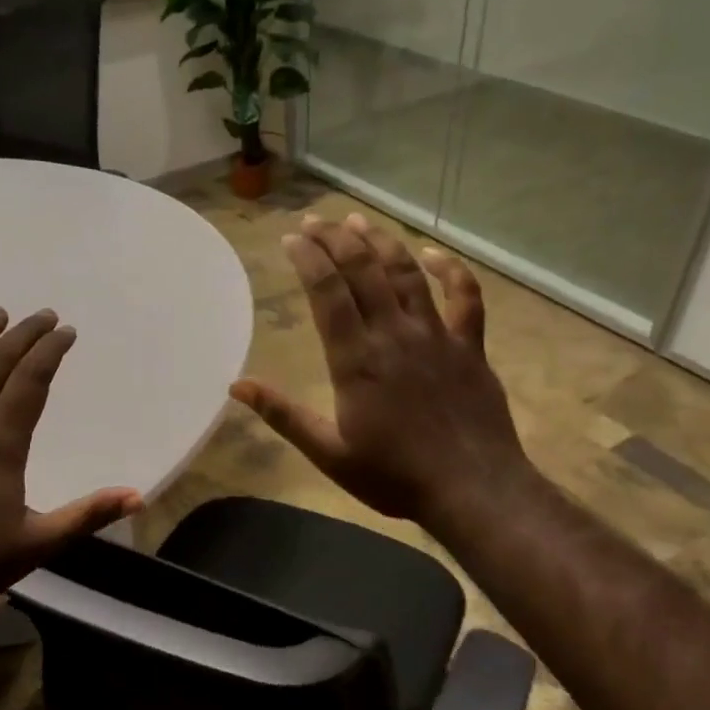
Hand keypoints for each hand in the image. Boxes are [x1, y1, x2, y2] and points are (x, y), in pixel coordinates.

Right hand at [232, 213, 532, 532]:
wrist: (471, 488)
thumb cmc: (394, 476)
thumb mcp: (329, 453)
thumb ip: (284, 416)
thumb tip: (237, 386)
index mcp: (356, 359)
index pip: (328, 293)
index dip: (308, 259)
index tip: (292, 238)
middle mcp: (394, 334)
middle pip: (363, 271)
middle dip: (336, 239)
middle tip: (316, 221)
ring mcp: (436, 335)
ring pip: (406, 274)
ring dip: (381, 243)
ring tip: (358, 221)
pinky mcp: (469, 346)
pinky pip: (464, 296)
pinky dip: (450, 270)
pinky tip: (434, 253)